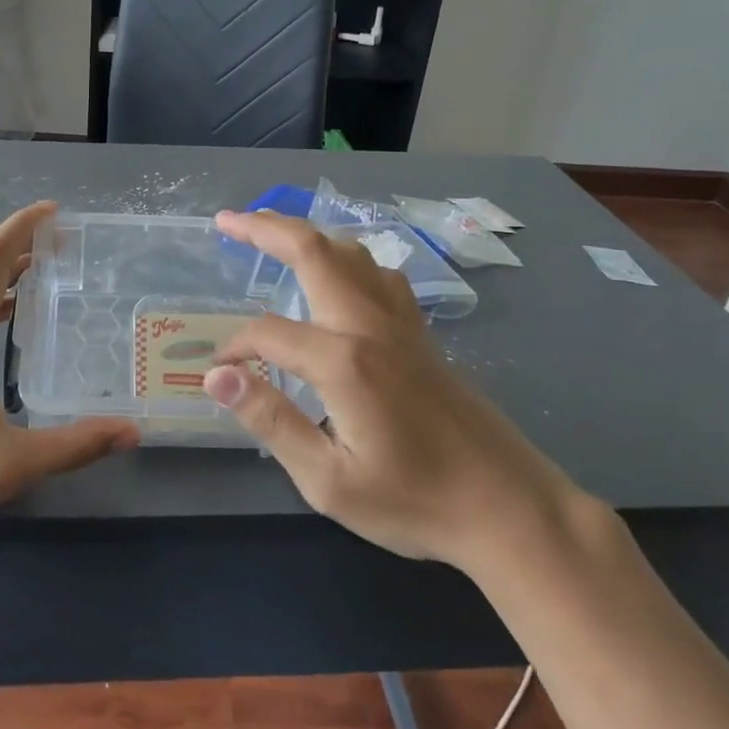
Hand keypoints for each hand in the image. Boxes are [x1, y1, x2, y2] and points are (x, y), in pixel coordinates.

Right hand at [205, 210, 581, 568]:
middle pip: (314, 251)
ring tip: (275, 236)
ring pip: (353, 254)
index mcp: (344, 360)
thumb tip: (218, 376)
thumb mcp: (328, 480)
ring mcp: (402, 325)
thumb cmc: (414, 502)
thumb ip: (271, 420)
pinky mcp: (423, 335)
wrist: (509, 508)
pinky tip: (341, 280)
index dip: (237, 347)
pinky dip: (348, 260)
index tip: (222, 374)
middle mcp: (371, 325)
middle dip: (265, 228)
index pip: (269, 332)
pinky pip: (381, 275)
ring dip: (310, 236)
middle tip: (227, 221)